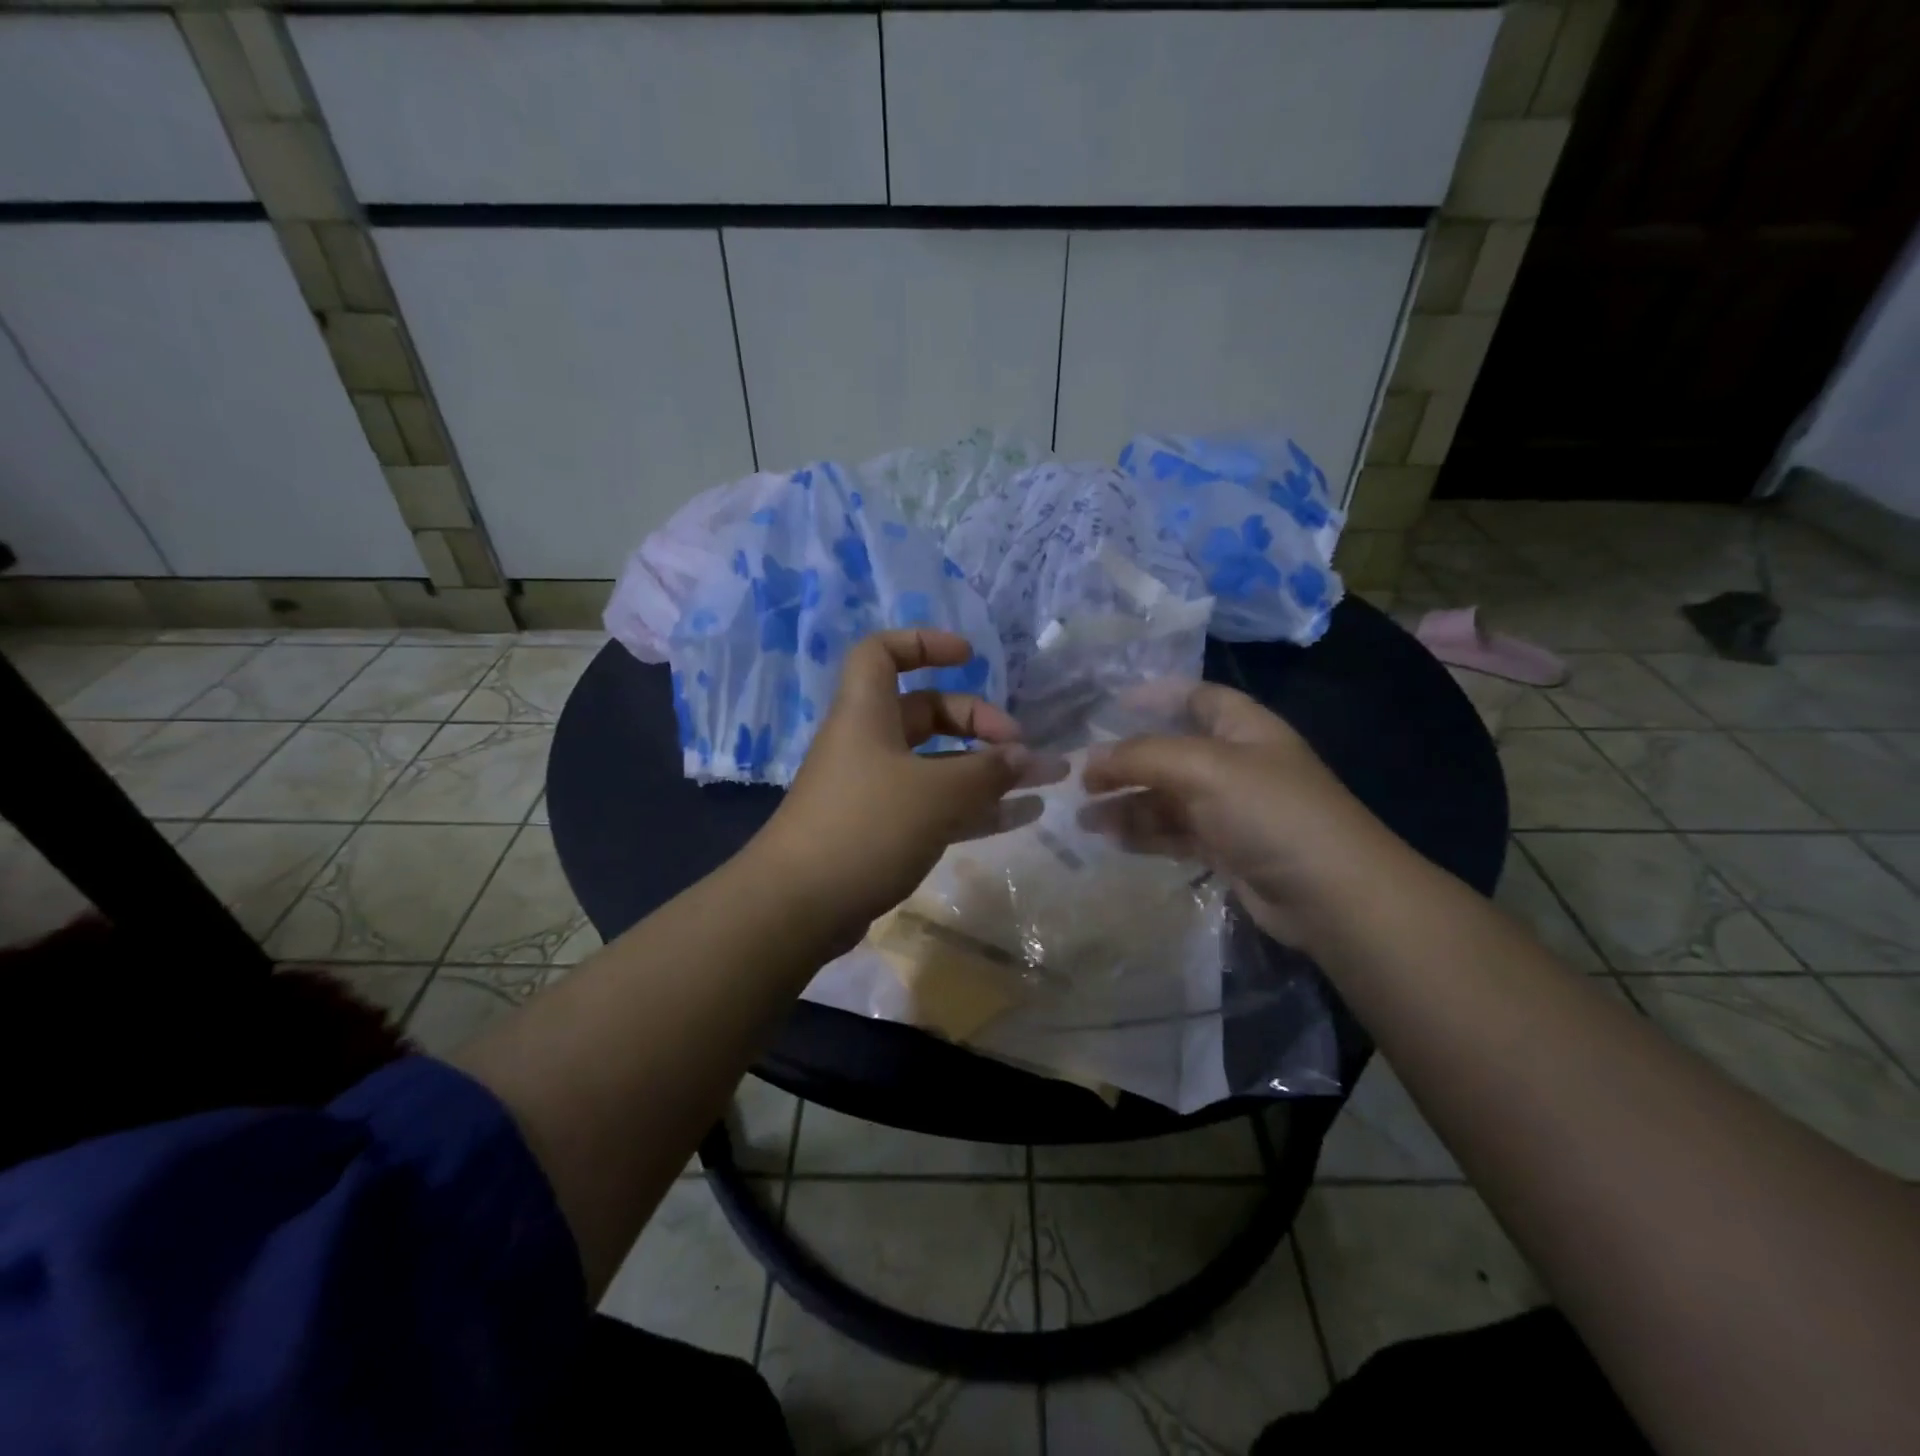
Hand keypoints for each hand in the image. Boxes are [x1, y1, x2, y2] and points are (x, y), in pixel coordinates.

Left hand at [750, 629, 1029, 937]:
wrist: (798, 907)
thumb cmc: (865, 827)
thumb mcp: (935, 793)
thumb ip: (987, 771)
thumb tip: (1027, 756)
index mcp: (867, 713)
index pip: (883, 652)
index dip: (924, 643)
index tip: (969, 657)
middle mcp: (870, 744)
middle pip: (926, 712)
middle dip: (977, 721)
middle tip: (1019, 746)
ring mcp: (875, 790)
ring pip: (938, 765)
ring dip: (987, 769)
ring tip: (1042, 781)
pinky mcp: (883, 831)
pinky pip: (936, 806)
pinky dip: (975, 807)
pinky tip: (1022, 816)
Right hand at [1079, 683, 1390, 948]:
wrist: (1330, 894)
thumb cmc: (1269, 812)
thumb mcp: (1203, 768)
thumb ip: (1142, 756)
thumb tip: (1090, 760)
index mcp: (1242, 727)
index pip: (1194, 697)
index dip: (1154, 696)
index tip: (1107, 706)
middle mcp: (1234, 762)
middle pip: (1169, 752)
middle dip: (1125, 762)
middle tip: (1080, 777)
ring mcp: (1229, 808)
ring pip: (1165, 797)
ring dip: (1126, 804)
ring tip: (1083, 818)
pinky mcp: (1223, 848)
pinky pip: (1172, 833)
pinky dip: (1143, 834)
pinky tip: (1112, 840)